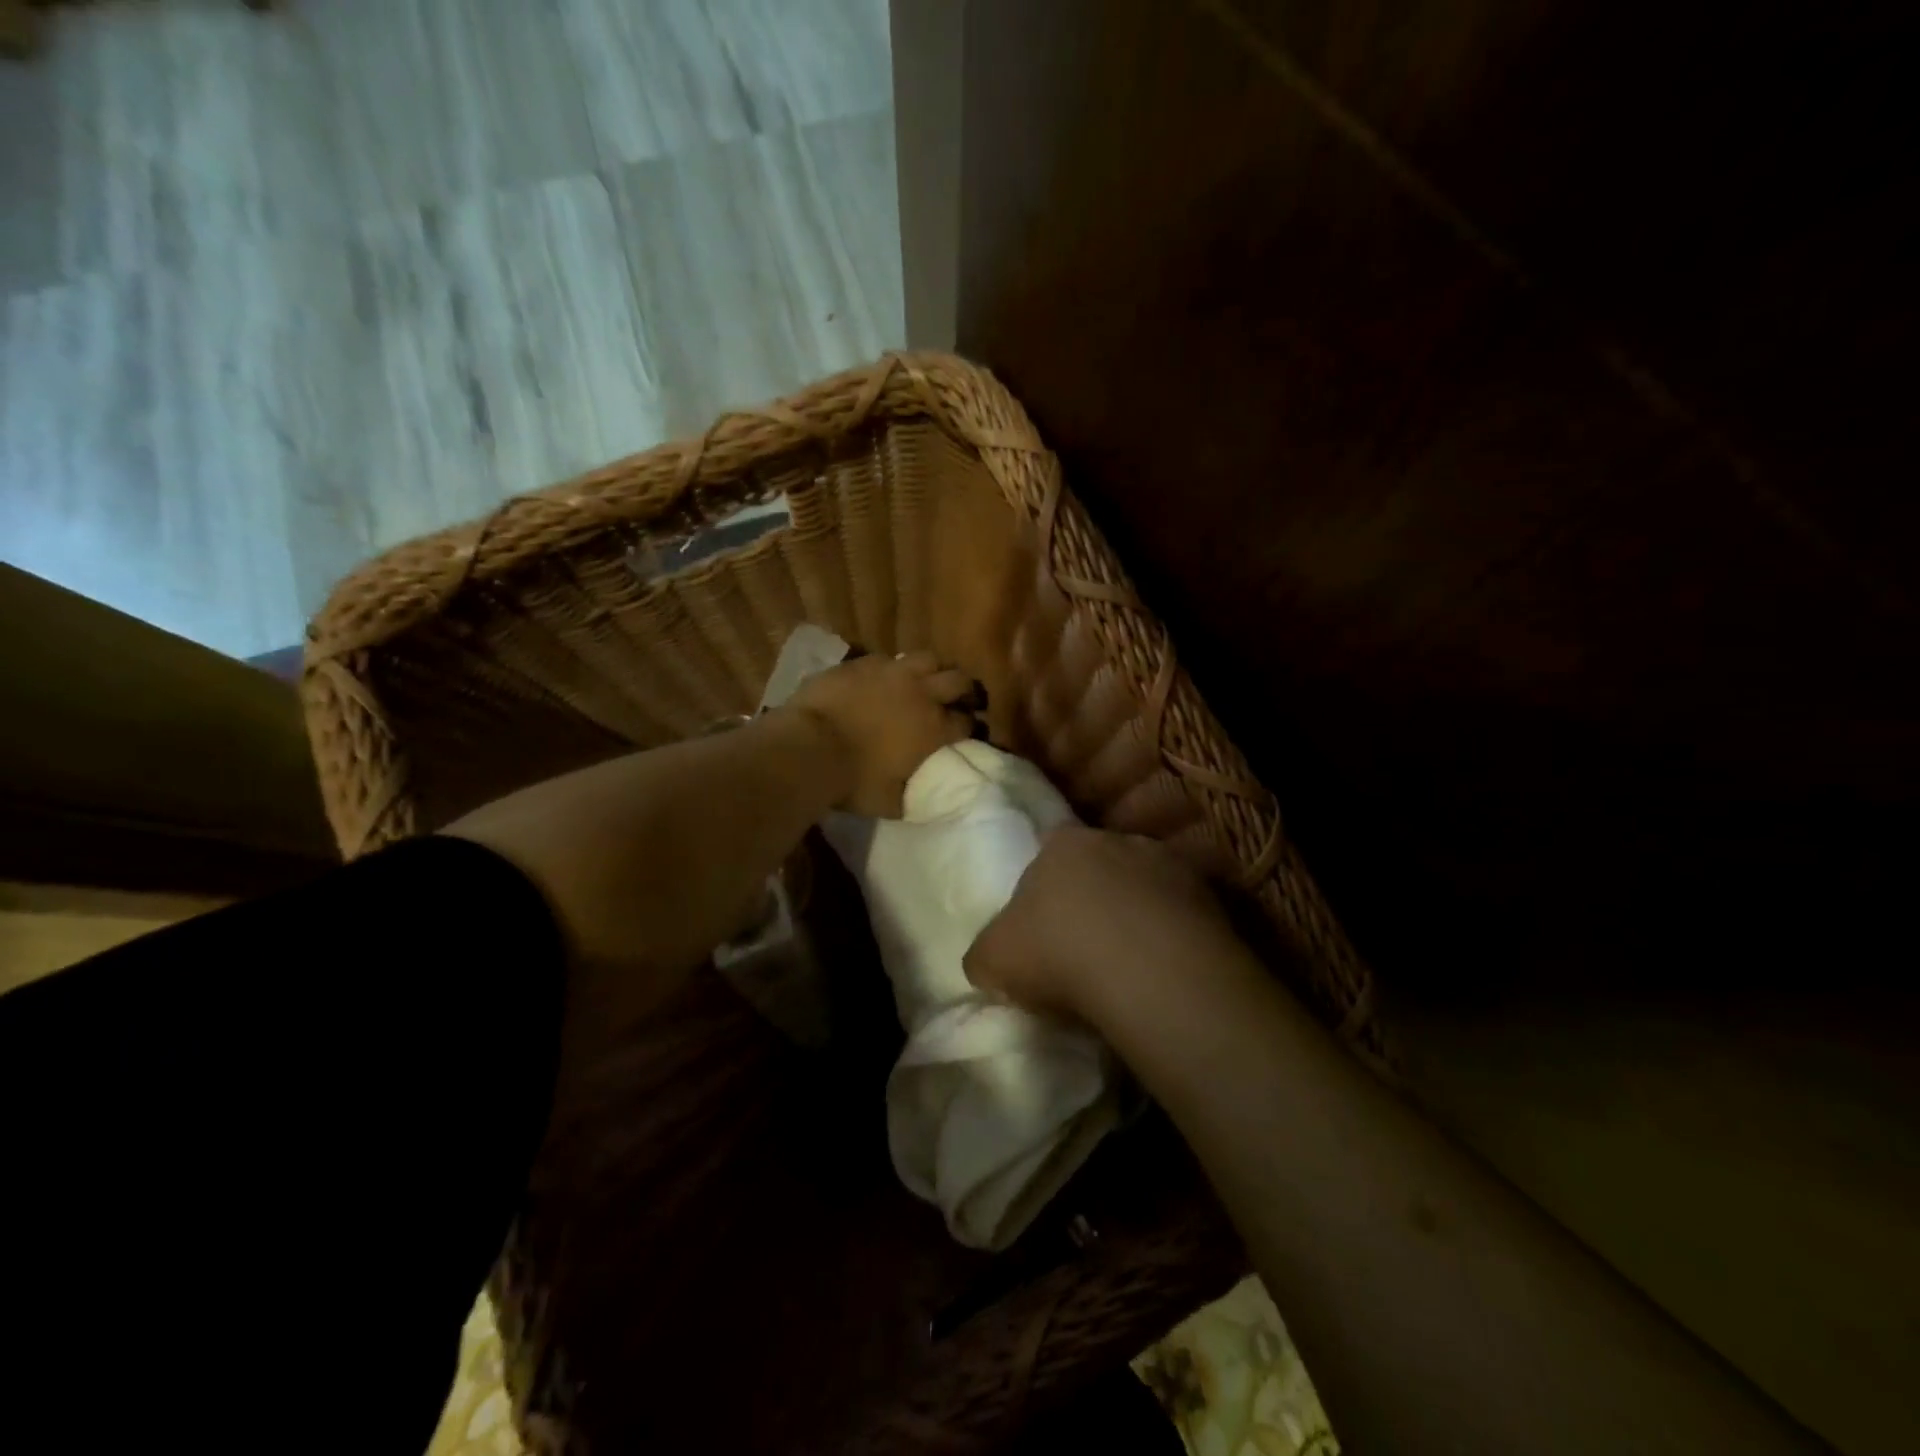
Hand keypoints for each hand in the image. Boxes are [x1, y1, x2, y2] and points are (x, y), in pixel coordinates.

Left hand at [787, 650, 974, 817]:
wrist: (809, 747)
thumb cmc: (853, 781)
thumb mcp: (890, 803)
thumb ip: (911, 797)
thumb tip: (920, 798)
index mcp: (934, 730)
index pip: (968, 722)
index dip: (970, 727)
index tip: (966, 732)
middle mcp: (922, 695)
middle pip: (959, 681)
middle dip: (963, 690)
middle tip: (956, 699)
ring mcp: (893, 673)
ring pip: (928, 658)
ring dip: (932, 670)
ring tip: (924, 681)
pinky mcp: (863, 663)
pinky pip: (888, 658)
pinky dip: (892, 668)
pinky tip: (883, 678)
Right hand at [964, 825, 1245, 1021]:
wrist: (1146, 971)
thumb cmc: (1056, 951)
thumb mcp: (992, 959)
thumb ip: (985, 952)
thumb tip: (989, 960)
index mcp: (1061, 844)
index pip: (1048, 852)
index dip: (1045, 888)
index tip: (1045, 927)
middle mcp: (1115, 840)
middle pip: (1099, 865)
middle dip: (1094, 896)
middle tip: (1087, 945)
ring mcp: (1167, 864)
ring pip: (1144, 886)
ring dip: (1137, 914)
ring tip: (1131, 963)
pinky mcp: (1209, 897)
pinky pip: (1182, 914)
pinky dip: (1173, 935)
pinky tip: (1165, 971)